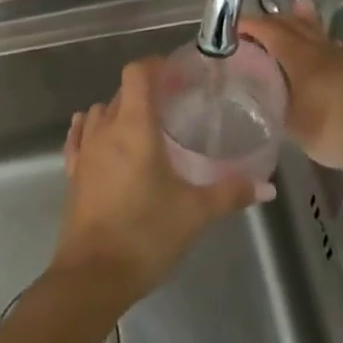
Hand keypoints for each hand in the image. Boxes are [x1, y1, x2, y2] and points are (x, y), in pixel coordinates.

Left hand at [55, 58, 255, 306]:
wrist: (92, 277)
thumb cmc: (146, 234)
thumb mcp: (195, 213)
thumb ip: (230, 193)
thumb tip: (267, 187)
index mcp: (134, 127)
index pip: (137, 73)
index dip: (157, 66)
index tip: (180, 75)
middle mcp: (105, 130)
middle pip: (122, 92)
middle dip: (147, 89)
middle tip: (176, 103)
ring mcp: (85, 152)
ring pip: (100, 112)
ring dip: (120, 109)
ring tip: (146, 125)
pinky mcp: (74, 175)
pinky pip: (80, 137)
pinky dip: (92, 129)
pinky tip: (104, 138)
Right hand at [239, 10, 342, 175]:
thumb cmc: (334, 131)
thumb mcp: (292, 124)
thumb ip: (273, 103)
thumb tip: (258, 91)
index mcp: (302, 58)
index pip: (271, 31)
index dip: (250, 26)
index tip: (232, 28)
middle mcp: (322, 49)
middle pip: (293, 24)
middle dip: (270, 22)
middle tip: (250, 29)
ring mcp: (342, 57)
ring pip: (313, 31)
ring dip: (295, 24)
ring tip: (283, 20)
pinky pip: (327, 44)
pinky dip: (313, 39)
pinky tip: (315, 50)